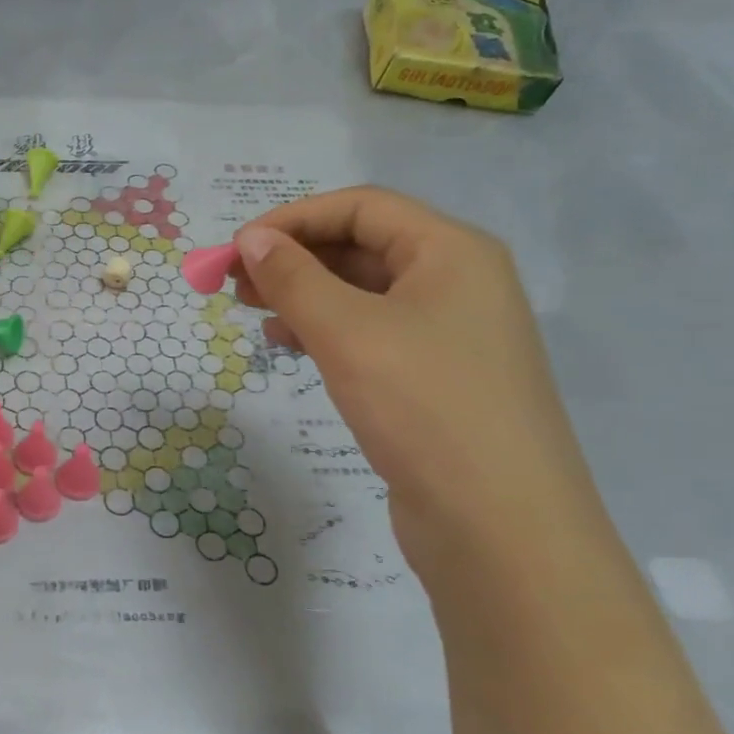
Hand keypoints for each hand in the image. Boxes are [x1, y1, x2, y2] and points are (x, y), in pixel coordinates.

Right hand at [233, 187, 609, 576]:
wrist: (500, 526)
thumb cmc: (425, 408)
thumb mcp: (348, 333)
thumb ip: (293, 278)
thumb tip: (250, 239)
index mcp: (451, 251)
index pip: (361, 207)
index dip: (292, 219)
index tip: (236, 249)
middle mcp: (456, 282)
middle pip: (362, 246)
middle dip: (293, 257)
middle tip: (233, 282)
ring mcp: (449, 333)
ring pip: (362, 292)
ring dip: (304, 293)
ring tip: (252, 311)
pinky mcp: (434, 378)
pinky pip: (370, 333)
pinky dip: (325, 330)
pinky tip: (288, 345)